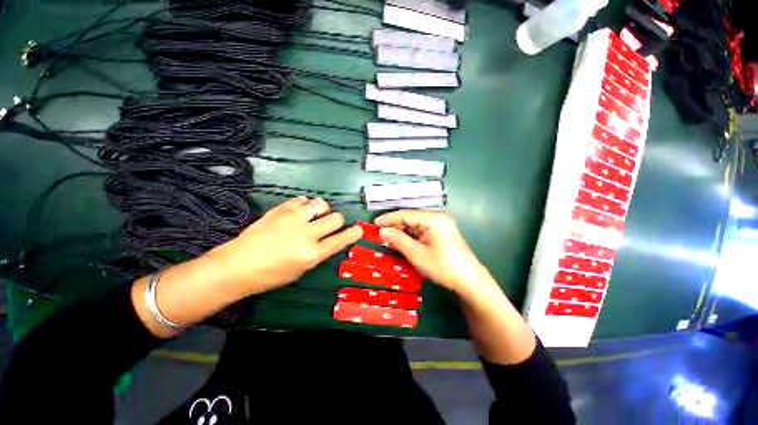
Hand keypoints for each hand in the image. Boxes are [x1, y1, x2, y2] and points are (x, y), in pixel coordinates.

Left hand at [211, 197, 362, 296]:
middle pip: (335, 218)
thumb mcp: (301, 270)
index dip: (353, 233)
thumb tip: (328, 239)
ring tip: (314, 216)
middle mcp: (305, 233)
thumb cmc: (270, 275)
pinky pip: (301, 200)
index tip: (358, 229)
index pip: (341, 239)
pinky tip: (299, 211)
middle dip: (337, 221)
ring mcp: (292, 219)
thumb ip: (318, 252)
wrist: (236, 266)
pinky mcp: (280, 210)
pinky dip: (304, 205)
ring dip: (322, 210)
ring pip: (320, 204)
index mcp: (311, 253)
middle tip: (329, 225)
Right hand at [374, 210, 491, 294]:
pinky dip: (411, 236)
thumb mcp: (417, 254)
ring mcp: (441, 224)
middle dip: (395, 225)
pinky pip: (422, 230)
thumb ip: (398, 240)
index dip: (389, 219)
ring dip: (402, 231)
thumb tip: (382, 231)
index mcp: (434, 218)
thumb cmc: (443, 267)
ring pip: (415, 224)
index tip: (374, 223)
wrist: (469, 281)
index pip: (406, 214)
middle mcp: (437, 217)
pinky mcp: (441, 232)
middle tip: (379, 232)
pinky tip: (401, 241)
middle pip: (411, 218)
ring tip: (387, 237)